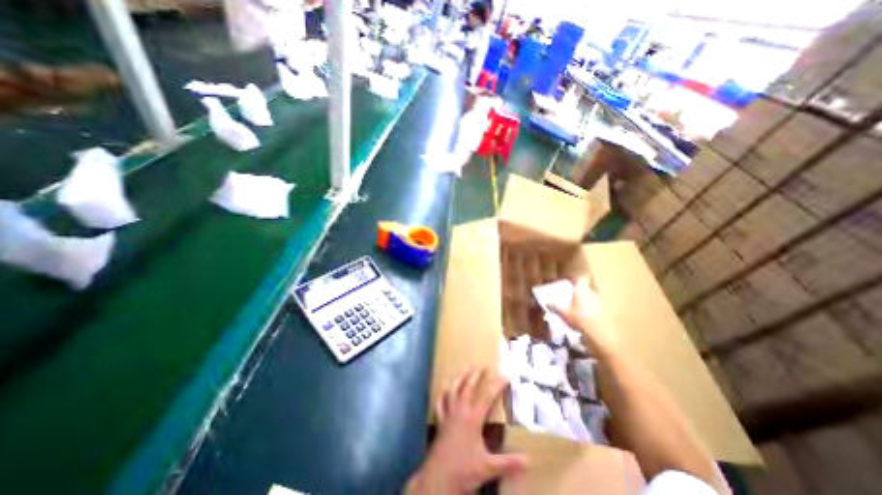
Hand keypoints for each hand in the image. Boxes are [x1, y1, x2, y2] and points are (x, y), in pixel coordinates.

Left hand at [405, 369, 521, 492]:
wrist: (438, 478)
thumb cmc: (464, 470)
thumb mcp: (488, 467)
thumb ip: (508, 463)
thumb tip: (528, 460)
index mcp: (473, 418)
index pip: (487, 396)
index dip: (497, 385)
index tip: (505, 376)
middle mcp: (460, 411)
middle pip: (468, 388)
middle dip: (476, 376)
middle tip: (482, 366)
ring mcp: (449, 414)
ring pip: (453, 391)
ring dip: (460, 378)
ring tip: (464, 369)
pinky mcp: (441, 421)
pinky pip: (440, 403)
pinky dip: (442, 395)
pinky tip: (444, 390)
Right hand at [549, 279, 614, 356]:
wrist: (599, 334)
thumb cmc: (579, 319)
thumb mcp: (564, 313)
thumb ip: (555, 307)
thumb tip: (546, 302)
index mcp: (582, 291)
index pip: (582, 278)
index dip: (578, 278)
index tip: (572, 280)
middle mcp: (592, 293)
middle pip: (587, 287)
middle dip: (580, 289)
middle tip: (572, 294)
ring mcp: (599, 302)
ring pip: (592, 296)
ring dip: (586, 299)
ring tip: (578, 306)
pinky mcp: (604, 311)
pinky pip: (596, 305)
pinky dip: (591, 307)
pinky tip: (586, 315)